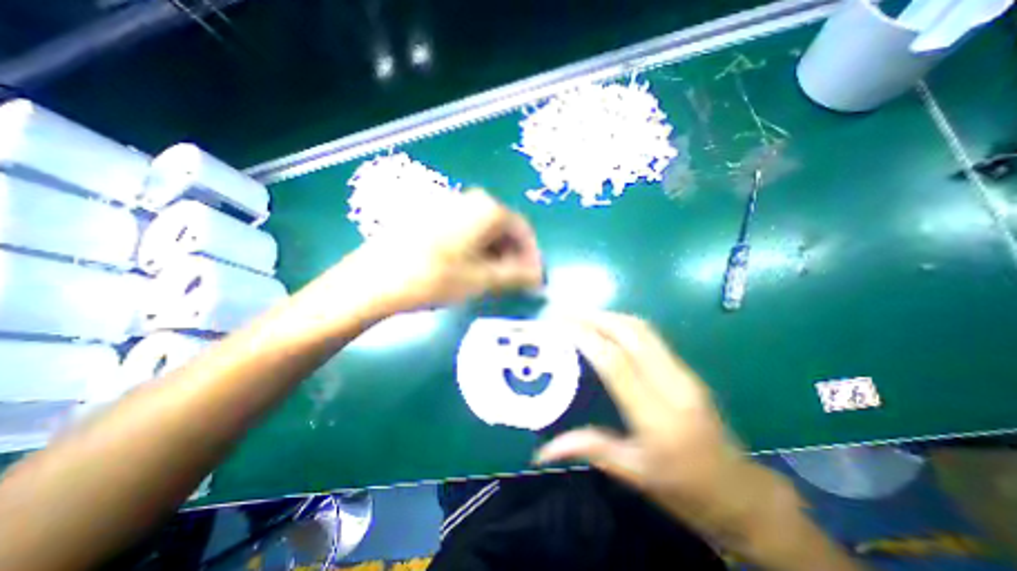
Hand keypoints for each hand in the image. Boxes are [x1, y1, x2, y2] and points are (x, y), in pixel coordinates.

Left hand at [343, 190, 549, 315]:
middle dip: (514, 257)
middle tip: (515, 282)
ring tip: (494, 280)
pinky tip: (472, 269)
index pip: (523, 231)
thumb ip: (517, 276)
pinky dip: (478, 251)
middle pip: (505, 229)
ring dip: (497, 255)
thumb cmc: (434, 278)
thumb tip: (538, 277)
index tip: (533, 280)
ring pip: (486, 232)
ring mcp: (450, 206)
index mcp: (487, 209)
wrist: (374, 279)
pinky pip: (468, 232)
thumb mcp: (482, 280)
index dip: (532, 257)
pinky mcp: (434, 217)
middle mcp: (471, 200)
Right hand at [535, 314, 757, 523]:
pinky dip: (622, 323)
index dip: (587, 339)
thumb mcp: (634, 474)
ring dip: (609, 316)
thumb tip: (542, 452)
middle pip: (632, 334)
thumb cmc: (685, 489)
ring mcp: (684, 372)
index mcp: (659, 417)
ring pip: (643, 329)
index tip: (561, 325)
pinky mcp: (686, 368)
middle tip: (566, 314)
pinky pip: (650, 335)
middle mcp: (674, 385)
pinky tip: (605, 326)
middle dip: (596, 318)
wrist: (739, 491)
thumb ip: (589, 449)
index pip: (617, 363)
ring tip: (580, 315)